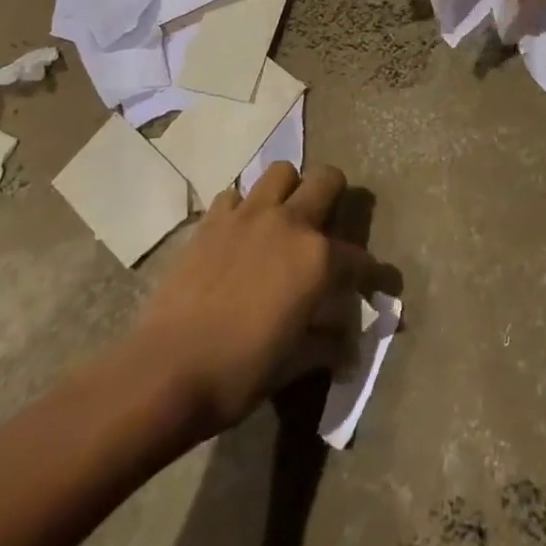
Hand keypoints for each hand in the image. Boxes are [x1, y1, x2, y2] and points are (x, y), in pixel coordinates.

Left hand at [123, 163, 379, 436]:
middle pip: (326, 179)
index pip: (360, 259)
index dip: (375, 274)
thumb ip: (326, 345)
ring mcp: (248, 215)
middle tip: (328, 221)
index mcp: (318, 258)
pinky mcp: (212, 221)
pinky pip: (234, 196)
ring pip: (280, 172)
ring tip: (281, 218)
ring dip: (287, 190)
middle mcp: (289, 223)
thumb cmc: (239, 373)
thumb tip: (347, 347)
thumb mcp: (293, 365)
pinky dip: (241, 208)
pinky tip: (238, 234)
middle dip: (335, 195)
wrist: (165, 372)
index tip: (380, 283)